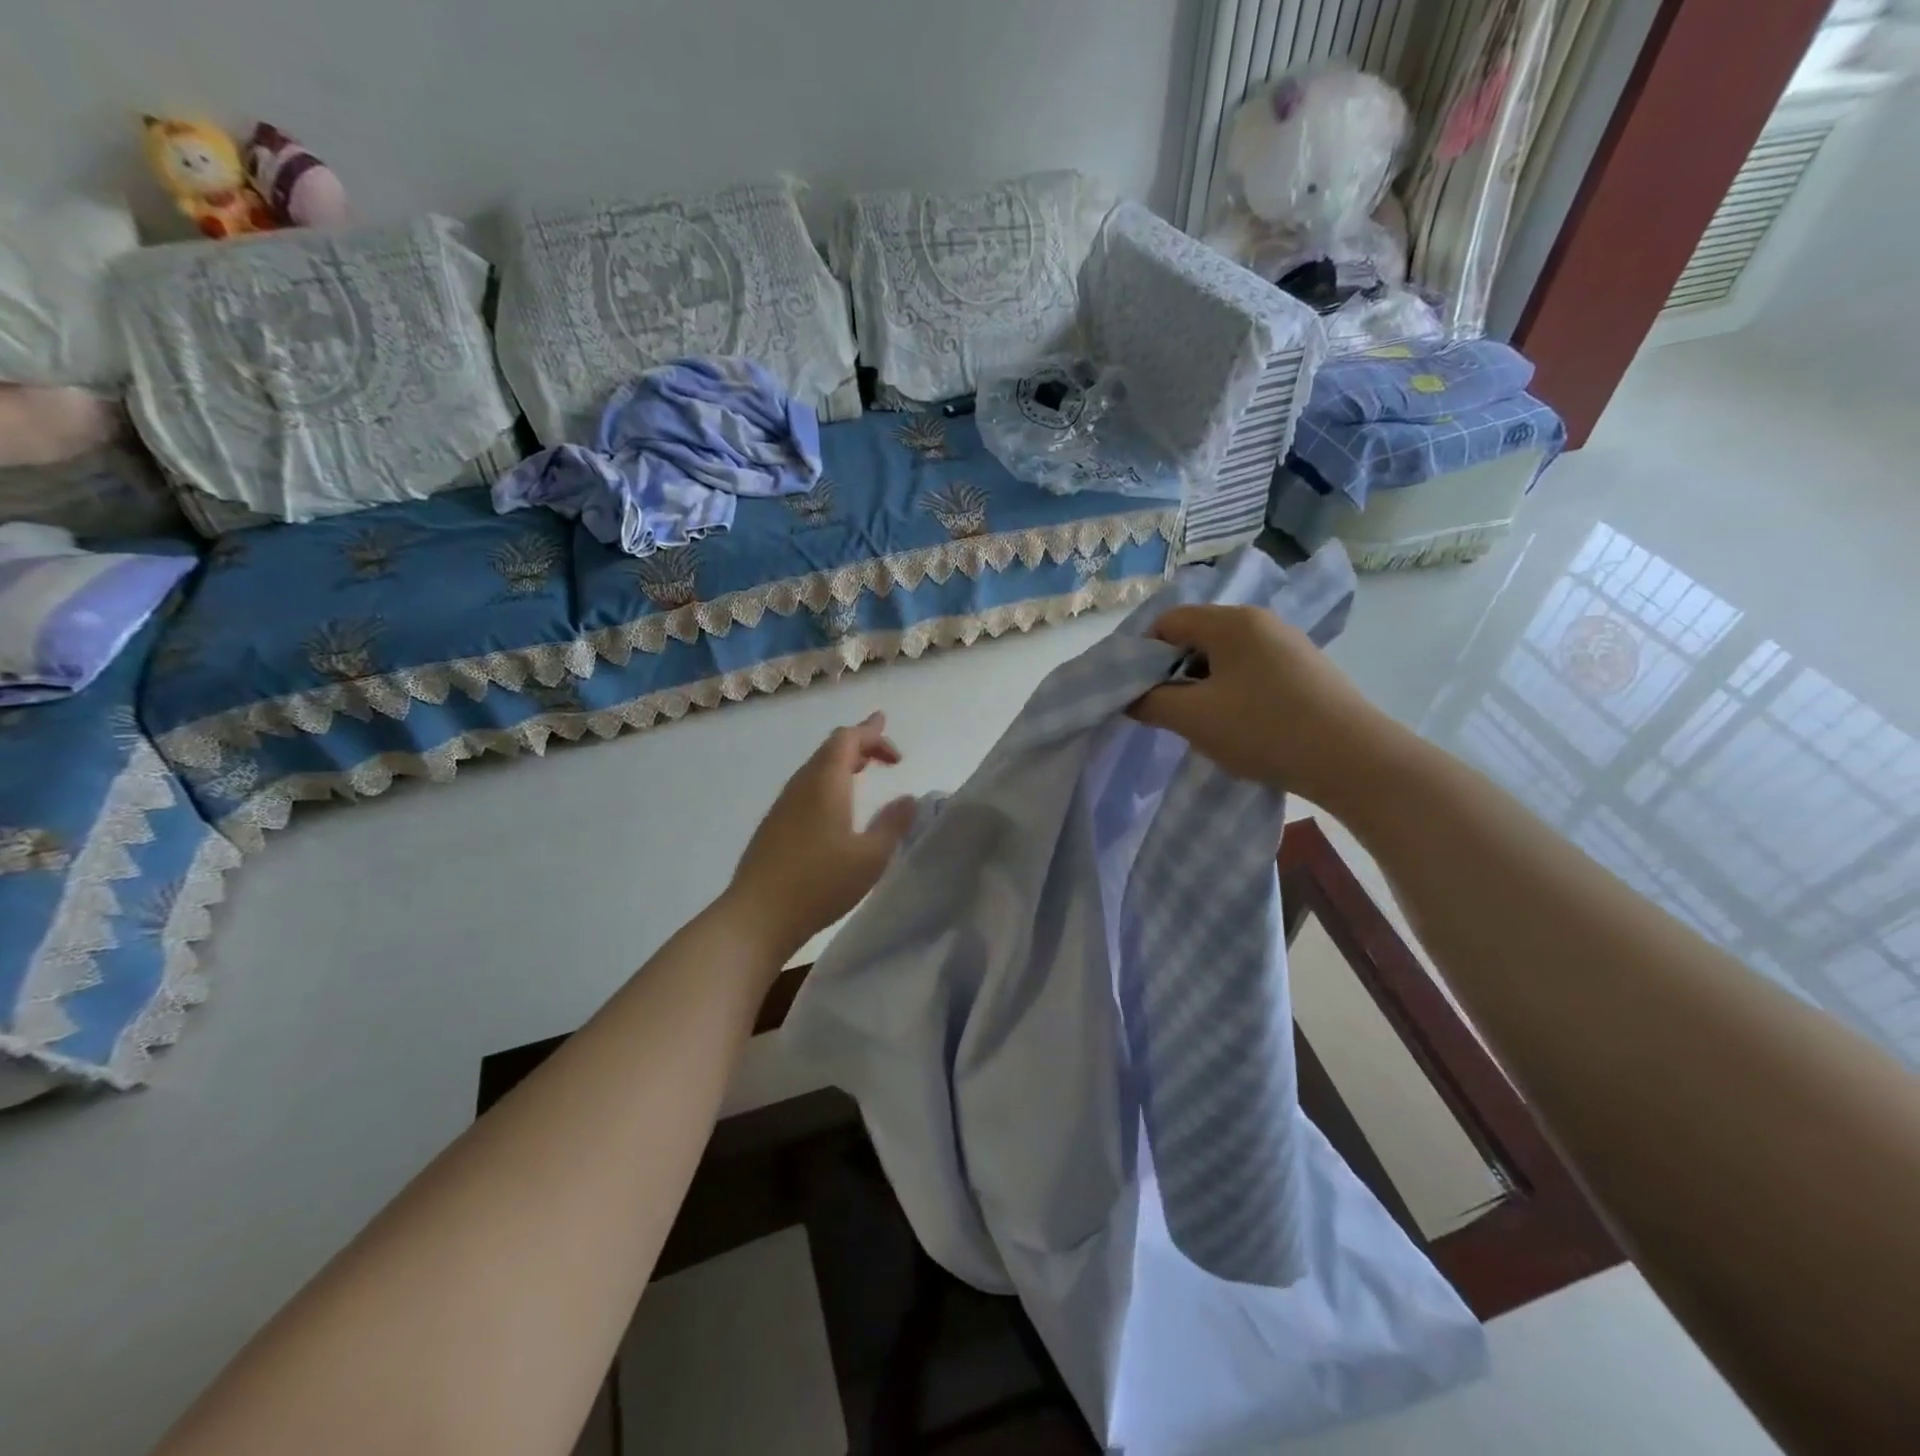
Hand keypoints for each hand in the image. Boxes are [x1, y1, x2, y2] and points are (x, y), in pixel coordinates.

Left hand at [725, 712, 916, 960]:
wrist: (758, 916)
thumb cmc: (820, 883)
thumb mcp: (870, 857)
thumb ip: (893, 824)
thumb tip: (908, 799)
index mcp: (825, 782)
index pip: (849, 739)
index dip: (874, 735)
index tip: (898, 756)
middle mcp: (802, 785)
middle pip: (830, 748)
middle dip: (860, 743)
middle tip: (884, 749)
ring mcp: (783, 805)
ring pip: (816, 768)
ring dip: (844, 763)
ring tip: (864, 769)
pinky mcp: (774, 826)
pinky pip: (806, 788)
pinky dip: (829, 783)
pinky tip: (837, 806)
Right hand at [1129, 605, 1390, 803]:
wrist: (1352, 759)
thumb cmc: (1264, 729)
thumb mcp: (1193, 718)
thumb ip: (1150, 702)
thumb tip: (1130, 696)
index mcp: (1231, 622)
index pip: (1168, 622)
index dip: (1143, 655)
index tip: (1138, 692)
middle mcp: (1261, 622)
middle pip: (1196, 636)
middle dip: (1173, 671)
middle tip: (1167, 709)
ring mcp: (1288, 644)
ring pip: (1225, 655)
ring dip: (1202, 683)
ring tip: (1202, 721)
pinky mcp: (1306, 669)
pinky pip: (1252, 670)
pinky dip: (1233, 690)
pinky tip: (1239, 723)